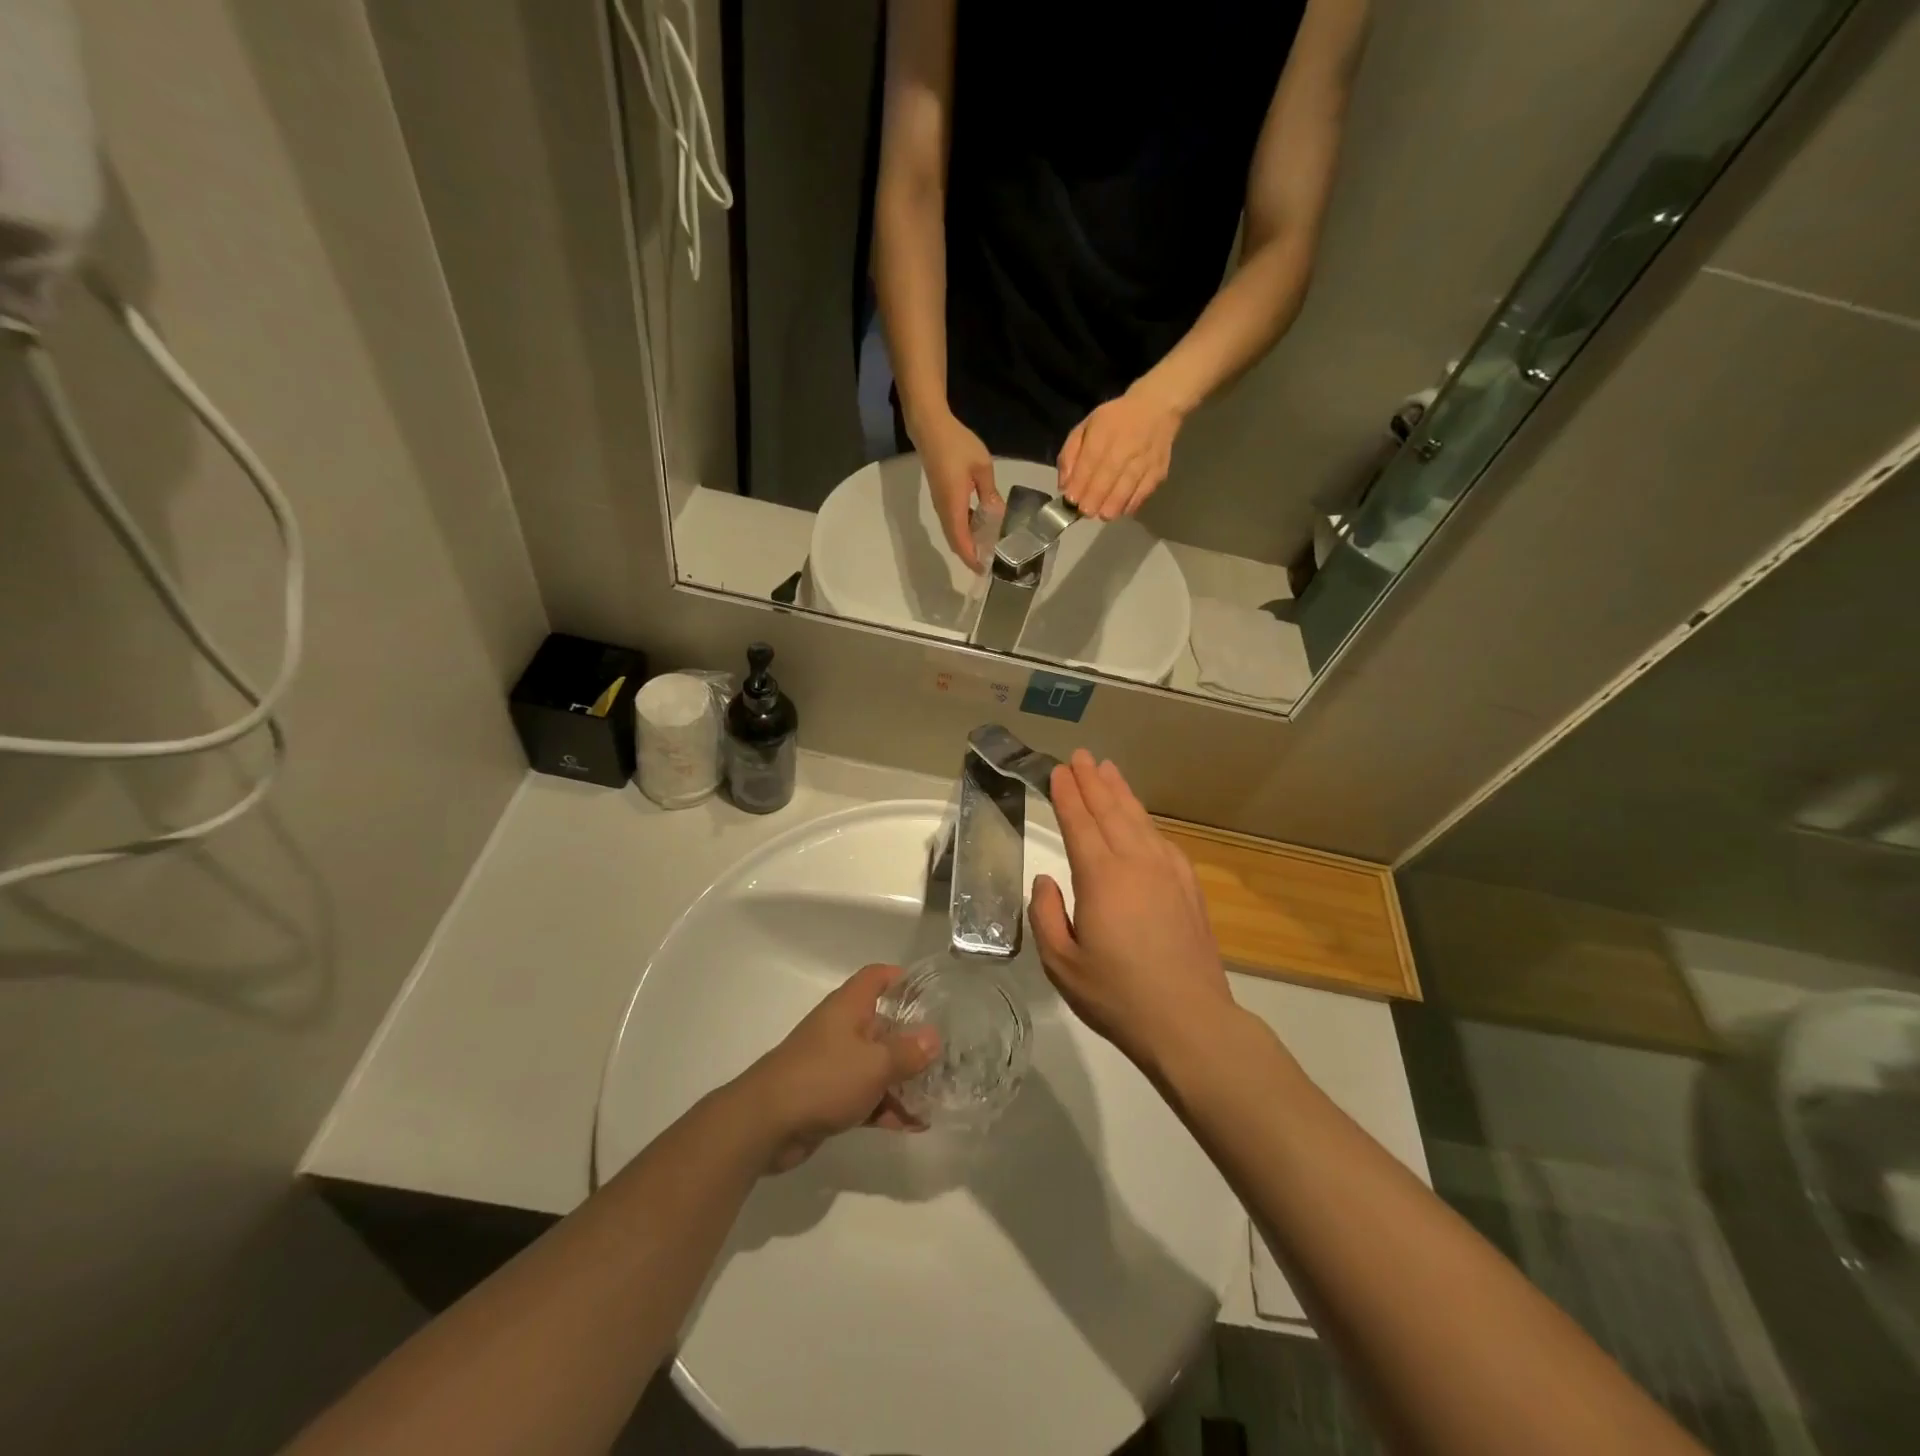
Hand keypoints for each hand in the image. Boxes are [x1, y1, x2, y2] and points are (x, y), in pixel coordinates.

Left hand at [736, 962, 939, 1172]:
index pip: (877, 977)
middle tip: (948, 1054)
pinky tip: (914, 1125)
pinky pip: (866, 1096)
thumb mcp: (875, 1064)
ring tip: (938, 1096)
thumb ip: (908, 1052)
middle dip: (913, 1040)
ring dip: (903, 1080)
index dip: (902, 978)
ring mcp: (834, 1064)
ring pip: (876, 1065)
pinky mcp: (829, 1097)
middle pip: (883, 1024)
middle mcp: (842, 1029)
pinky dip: (887, 1107)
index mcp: (849, 1007)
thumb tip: (934, 1038)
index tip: (931, 993)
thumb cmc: (823, 1078)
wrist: (765, 1124)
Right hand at [914, 411, 1001, 570]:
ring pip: (953, 533)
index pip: (961, 542)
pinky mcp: (941, 498)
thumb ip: (990, 493)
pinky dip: (965, 531)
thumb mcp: (982, 467)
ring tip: (988, 549)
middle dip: (971, 556)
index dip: (972, 558)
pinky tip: (980, 528)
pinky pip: (953, 523)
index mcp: (954, 506)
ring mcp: (941, 505)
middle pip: (955, 542)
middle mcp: (945, 511)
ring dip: (968, 544)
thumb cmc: (957, 445)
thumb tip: (998, 514)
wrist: (929, 428)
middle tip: (991, 563)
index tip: (985, 570)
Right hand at [1028, 751, 1239, 1077]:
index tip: (1058, 771)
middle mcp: (1136, 863)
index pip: (1079, 823)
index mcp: (1102, 877)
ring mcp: (1168, 872)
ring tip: (1109, 770)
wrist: (1189, 1021)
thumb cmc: (1117, 995)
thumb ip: (1046, 916)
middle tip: (1081, 756)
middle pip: (1110, 811)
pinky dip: (1147, 822)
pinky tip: (1142, 820)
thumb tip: (1047, 881)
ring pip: (1139, 820)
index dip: (1067, 795)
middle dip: (1092, 781)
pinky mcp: (1189, 887)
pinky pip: (1163, 840)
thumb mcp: (1061, 964)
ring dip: (1121, 793)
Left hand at [1057, 379, 1185, 520]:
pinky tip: (1119, 510)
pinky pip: (1143, 494)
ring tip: (1101, 515)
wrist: (1157, 409)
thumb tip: (1064, 486)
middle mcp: (1125, 446)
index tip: (1071, 501)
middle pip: (1107, 479)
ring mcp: (1144, 460)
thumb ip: (1070, 455)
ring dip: (1111, 507)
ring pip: (1125, 490)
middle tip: (1085, 512)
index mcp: (1104, 432)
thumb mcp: (1086, 427)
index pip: (1089, 462)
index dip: (1079, 485)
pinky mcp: (1158, 471)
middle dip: (1093, 500)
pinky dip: (1130, 505)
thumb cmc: (1115, 420)